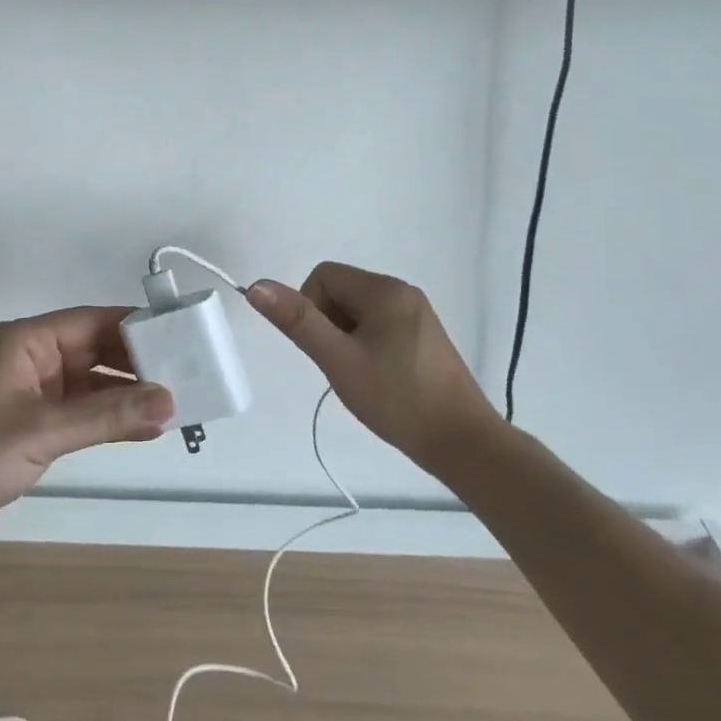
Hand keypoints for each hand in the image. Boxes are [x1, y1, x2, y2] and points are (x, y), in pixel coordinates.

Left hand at [0, 307, 173, 549]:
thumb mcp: (40, 431)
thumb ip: (105, 416)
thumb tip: (169, 401)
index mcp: (22, 341)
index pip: (89, 321)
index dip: (134, 326)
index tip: (178, 335)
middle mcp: (26, 359)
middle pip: (90, 351)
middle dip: (134, 365)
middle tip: (185, 376)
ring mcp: (24, 393)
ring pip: (84, 384)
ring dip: (122, 395)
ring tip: (172, 405)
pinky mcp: (23, 425)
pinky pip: (73, 412)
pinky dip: (102, 418)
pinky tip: (138, 427)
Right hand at [246, 263, 498, 468]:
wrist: (463, 443)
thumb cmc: (397, 398)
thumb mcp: (338, 359)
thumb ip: (297, 320)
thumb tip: (257, 286)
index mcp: (384, 289)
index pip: (323, 277)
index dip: (311, 309)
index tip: (325, 349)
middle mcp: (403, 292)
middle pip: (341, 292)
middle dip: (329, 326)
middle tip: (342, 366)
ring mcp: (417, 315)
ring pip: (357, 313)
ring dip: (346, 339)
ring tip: (361, 377)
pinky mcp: (424, 338)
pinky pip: (379, 327)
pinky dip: (367, 348)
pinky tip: (378, 380)